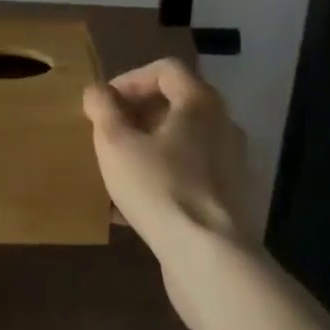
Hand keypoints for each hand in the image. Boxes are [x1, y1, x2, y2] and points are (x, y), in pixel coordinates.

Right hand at [83, 58, 254, 278]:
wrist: (211, 260)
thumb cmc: (160, 187)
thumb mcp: (116, 142)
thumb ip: (103, 108)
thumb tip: (97, 91)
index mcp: (200, 102)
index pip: (166, 70)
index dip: (131, 79)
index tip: (106, 103)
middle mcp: (224, 125)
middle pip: (177, 105)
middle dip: (138, 115)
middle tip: (110, 133)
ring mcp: (232, 165)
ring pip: (183, 143)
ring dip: (149, 148)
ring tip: (118, 169)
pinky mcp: (231, 201)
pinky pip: (191, 176)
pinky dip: (164, 178)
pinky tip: (134, 207)